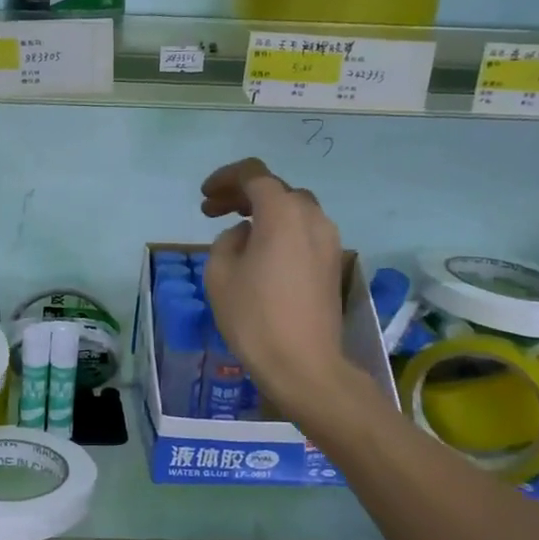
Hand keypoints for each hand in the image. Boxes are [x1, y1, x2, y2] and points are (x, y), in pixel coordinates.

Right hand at [200, 158, 350, 406]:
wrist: (303, 364)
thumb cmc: (254, 316)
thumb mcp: (219, 273)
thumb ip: (228, 240)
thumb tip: (246, 235)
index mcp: (282, 213)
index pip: (254, 175)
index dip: (225, 178)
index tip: (205, 197)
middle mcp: (312, 217)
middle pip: (276, 189)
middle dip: (243, 194)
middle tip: (213, 211)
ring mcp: (329, 241)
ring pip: (294, 209)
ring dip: (264, 212)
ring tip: (237, 230)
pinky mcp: (333, 264)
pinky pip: (305, 232)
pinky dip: (281, 230)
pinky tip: (261, 252)